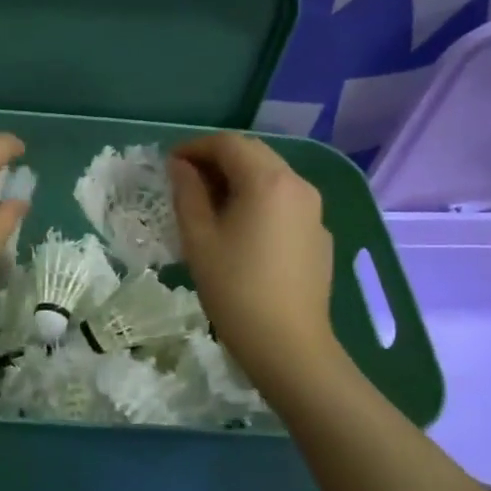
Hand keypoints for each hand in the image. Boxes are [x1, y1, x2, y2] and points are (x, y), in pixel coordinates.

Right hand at [170, 133, 341, 387]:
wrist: (289, 345)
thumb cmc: (235, 289)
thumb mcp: (199, 238)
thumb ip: (187, 192)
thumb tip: (180, 166)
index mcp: (267, 181)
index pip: (228, 144)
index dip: (195, 147)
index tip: (170, 164)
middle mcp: (298, 185)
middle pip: (254, 154)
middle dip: (218, 159)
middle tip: (187, 181)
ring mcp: (314, 211)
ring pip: (272, 177)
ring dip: (240, 178)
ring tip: (211, 204)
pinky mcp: (320, 235)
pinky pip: (286, 202)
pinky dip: (260, 200)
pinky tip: (242, 229)